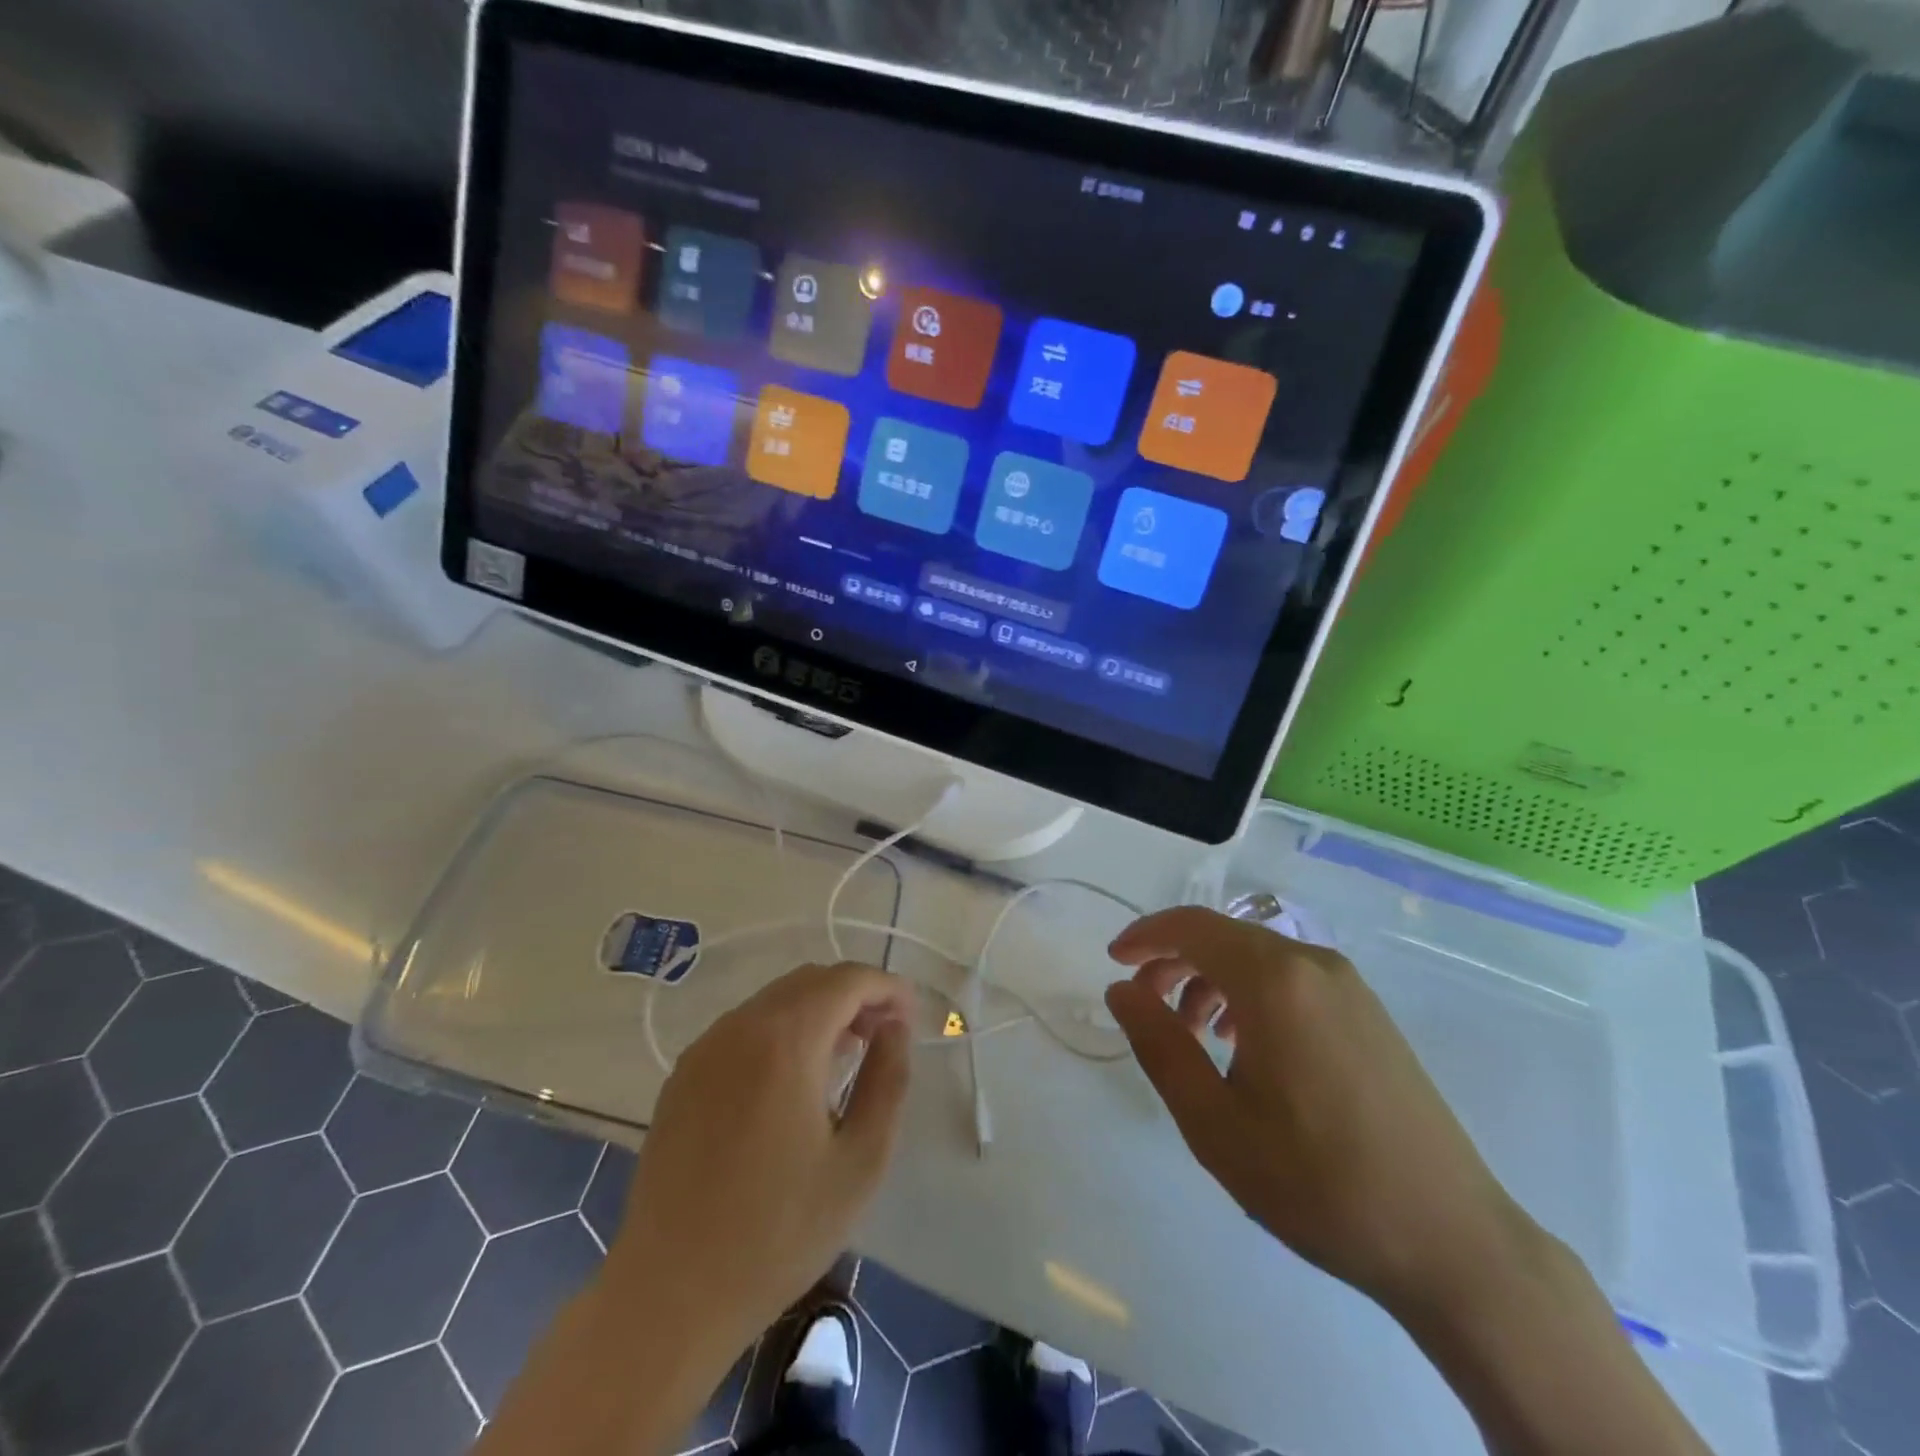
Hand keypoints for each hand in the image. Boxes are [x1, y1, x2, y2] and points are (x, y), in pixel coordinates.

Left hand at [604, 962, 914, 1363]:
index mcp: (786, 1041)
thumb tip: (895, 1029)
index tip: (911, 1016)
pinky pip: (744, 1028)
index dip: (887, 988)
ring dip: (818, 1011)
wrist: (671, 1294)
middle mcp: (740, 1027)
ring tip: (845, 1056)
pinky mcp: (683, 1075)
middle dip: (855, 996)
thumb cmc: (779, 1233)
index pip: (847, 980)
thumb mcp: (860, 1161)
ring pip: (775, 1001)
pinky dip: (781, 1031)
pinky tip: (792, 1080)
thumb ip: (888, 1080)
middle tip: (884, 1036)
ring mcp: (705, 1048)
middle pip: (810, 981)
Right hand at [1105, 907, 1537, 1321]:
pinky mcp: (1368, 1012)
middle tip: (1144, 1004)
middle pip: (1224, 937)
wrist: (1450, 1241)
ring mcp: (1348, 986)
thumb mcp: (1214, 1122)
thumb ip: (1159, 1044)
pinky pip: (1291, 979)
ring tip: (1191, 1033)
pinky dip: (1250, 993)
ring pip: (1257, 957)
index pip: (1192, 926)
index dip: (1145, 935)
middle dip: (1174, 960)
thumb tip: (1121, 990)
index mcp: (1274, 980)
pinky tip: (1244, 1046)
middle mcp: (1313, 964)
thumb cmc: (1318, 1182)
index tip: (1114, 963)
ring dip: (1211, 978)